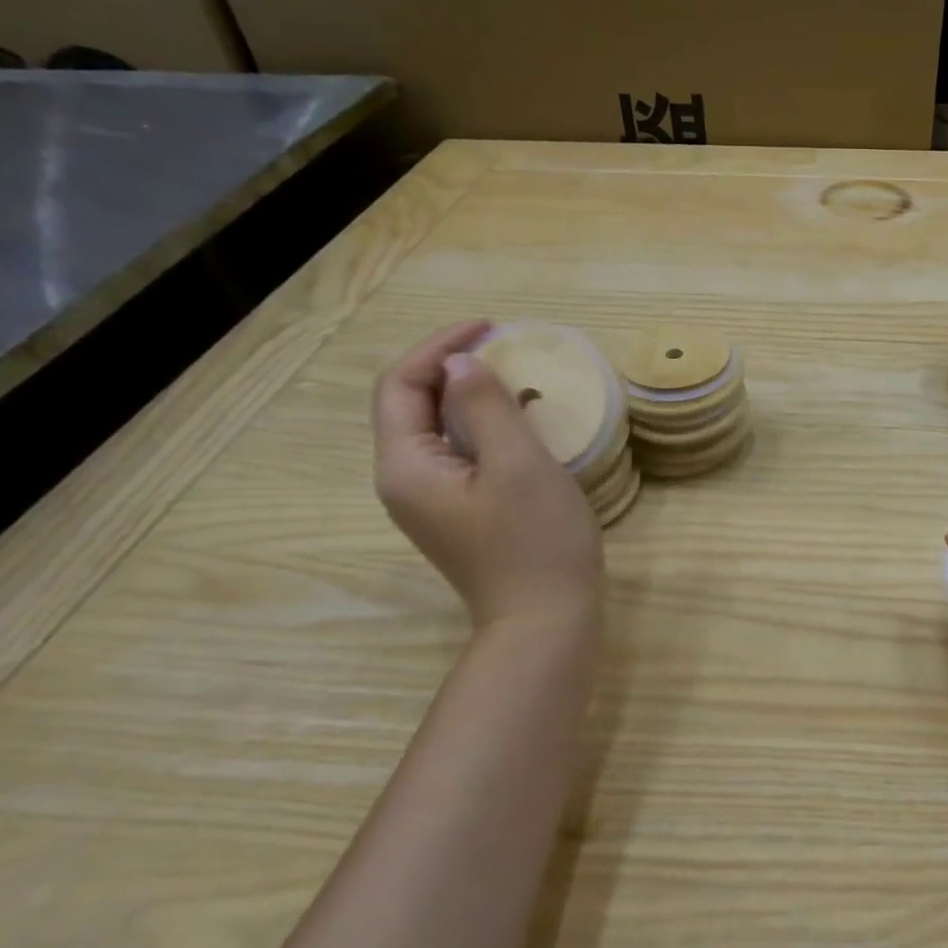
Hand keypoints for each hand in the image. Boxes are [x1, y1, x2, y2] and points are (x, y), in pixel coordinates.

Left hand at [373, 321, 603, 635]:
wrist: (546, 620)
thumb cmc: (536, 540)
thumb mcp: (519, 464)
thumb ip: (487, 406)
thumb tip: (461, 364)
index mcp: (406, 466)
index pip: (402, 385)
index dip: (440, 346)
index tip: (490, 327)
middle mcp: (404, 481)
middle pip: (411, 405)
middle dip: (450, 367)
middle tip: (503, 346)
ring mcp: (429, 502)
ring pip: (435, 429)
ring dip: (467, 396)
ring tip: (514, 377)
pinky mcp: (456, 514)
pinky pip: (456, 454)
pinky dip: (480, 426)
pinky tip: (517, 424)